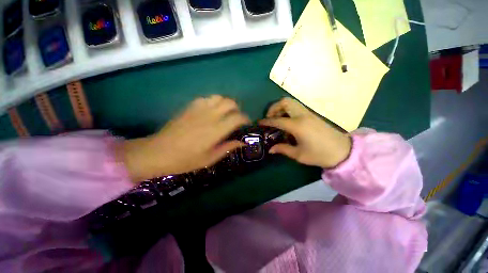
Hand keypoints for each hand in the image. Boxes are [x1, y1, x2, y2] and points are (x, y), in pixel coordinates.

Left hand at [121, 95, 249, 181]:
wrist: (158, 152)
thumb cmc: (185, 159)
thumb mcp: (210, 159)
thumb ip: (227, 148)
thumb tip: (242, 142)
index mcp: (216, 130)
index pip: (237, 117)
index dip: (245, 119)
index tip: (246, 124)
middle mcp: (209, 116)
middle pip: (230, 102)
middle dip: (237, 109)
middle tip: (236, 119)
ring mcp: (198, 109)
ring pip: (218, 97)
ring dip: (225, 104)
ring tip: (225, 113)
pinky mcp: (189, 107)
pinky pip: (206, 98)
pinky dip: (213, 102)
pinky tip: (211, 111)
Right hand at [259, 97, 350, 168]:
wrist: (343, 151)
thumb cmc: (319, 154)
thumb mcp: (299, 154)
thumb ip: (283, 149)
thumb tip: (270, 149)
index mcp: (297, 125)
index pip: (277, 120)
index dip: (266, 121)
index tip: (259, 123)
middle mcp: (302, 116)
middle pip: (284, 102)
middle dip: (273, 108)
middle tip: (270, 118)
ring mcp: (308, 113)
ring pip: (291, 102)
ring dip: (281, 107)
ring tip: (277, 119)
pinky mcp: (312, 115)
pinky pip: (296, 107)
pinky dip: (288, 110)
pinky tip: (288, 121)